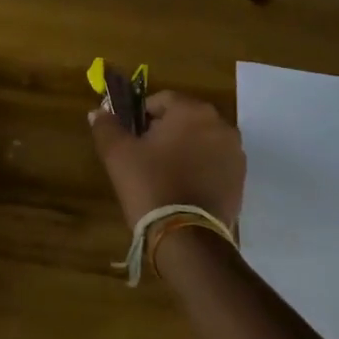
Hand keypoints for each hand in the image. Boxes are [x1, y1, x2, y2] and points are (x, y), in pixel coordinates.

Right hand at [89, 90, 244, 230]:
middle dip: (165, 132)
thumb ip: (106, 126)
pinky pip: (215, 162)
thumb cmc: (150, 186)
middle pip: (184, 118)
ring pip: (201, 140)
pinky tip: (185, 189)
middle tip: (146, 158)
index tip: (132, 140)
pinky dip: (201, 167)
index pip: (160, 100)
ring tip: (166, 176)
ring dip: (185, 149)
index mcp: (191, 110)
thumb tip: (98, 112)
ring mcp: (234, 151)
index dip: (141, 117)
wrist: (186, 238)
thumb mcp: (118, 154)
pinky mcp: (240, 177)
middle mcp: (219, 123)